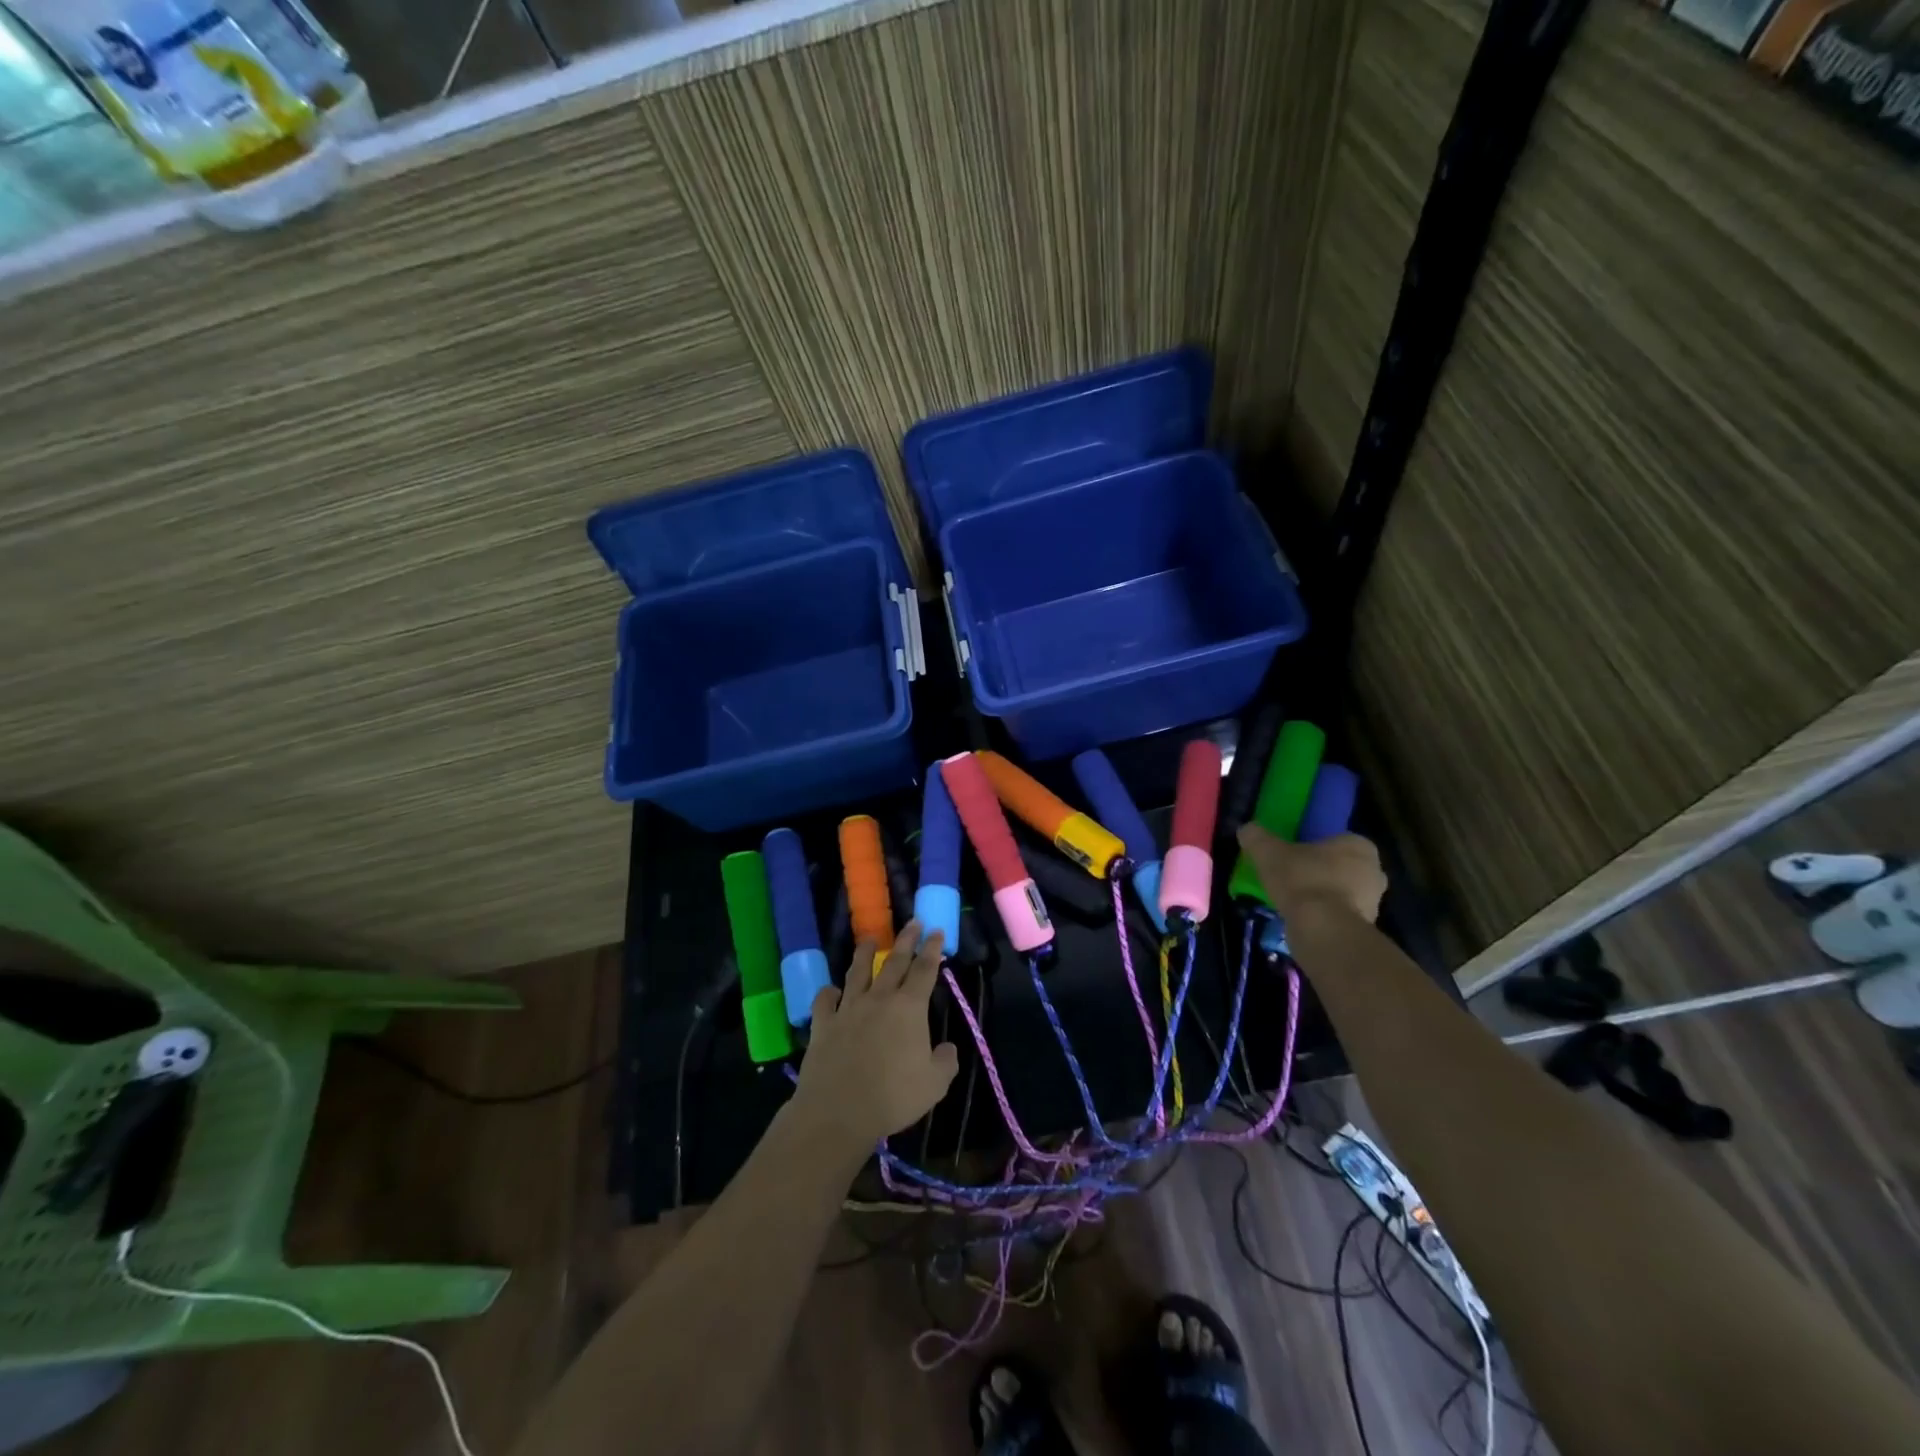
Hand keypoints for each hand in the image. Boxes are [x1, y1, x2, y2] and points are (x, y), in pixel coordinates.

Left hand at [791, 921, 958, 1159]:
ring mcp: (848, 1009)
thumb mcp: (934, 1084)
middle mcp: (879, 999)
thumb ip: (945, 1062)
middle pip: (894, 962)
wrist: (839, 1110)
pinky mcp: (823, 1024)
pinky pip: (825, 1001)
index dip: (932, 949)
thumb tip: (948, 1048)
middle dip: (906, 940)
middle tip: (913, 922)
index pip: (925, 970)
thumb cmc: (893, 1096)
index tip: (936, 931)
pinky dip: (828, 993)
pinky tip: (831, 990)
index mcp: (909, 1008)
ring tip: (869, 938)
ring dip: (865, 954)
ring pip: (858, 972)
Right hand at [1236, 825, 1386, 924]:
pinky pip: (1340, 915)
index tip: (1292, 855)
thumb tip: (1246, 829)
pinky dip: (1324, 916)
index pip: (1337, 840)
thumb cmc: (1302, 880)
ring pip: (1343, 892)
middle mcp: (1374, 871)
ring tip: (1293, 901)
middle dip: (1321, 872)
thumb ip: (1256, 837)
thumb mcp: (1268, 852)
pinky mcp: (1365, 928)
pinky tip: (1302, 919)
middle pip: (1342, 867)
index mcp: (1359, 845)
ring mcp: (1374, 902)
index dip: (1314, 847)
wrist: (1323, 930)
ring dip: (1323, 895)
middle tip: (1292, 877)